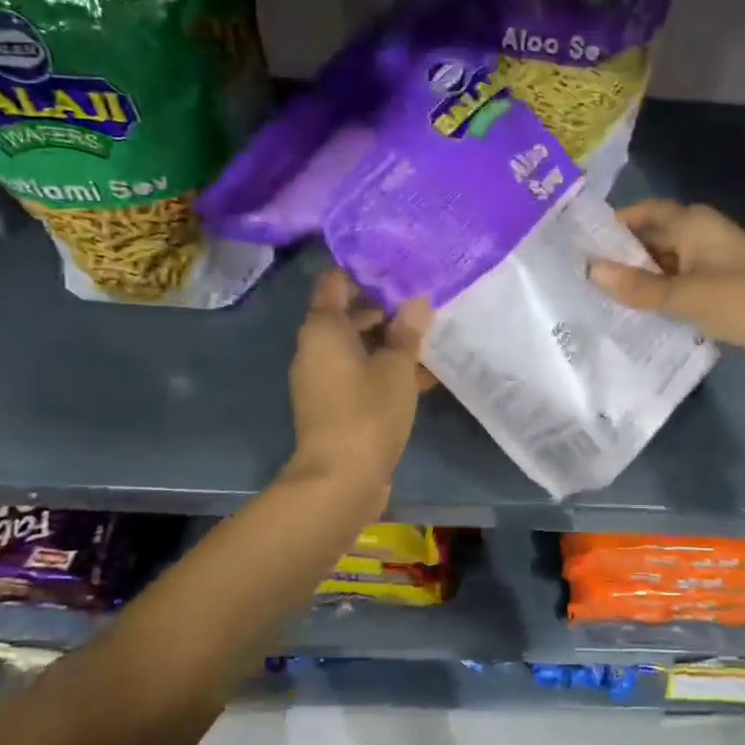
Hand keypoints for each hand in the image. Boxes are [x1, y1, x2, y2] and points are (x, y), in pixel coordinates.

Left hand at [285, 270, 430, 510]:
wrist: (340, 480)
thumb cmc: (367, 412)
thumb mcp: (396, 367)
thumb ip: (407, 331)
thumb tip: (417, 300)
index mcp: (323, 329)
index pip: (335, 281)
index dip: (363, 269)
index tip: (396, 264)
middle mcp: (315, 348)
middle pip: (347, 314)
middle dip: (384, 307)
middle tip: (422, 300)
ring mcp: (322, 378)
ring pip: (357, 346)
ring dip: (388, 341)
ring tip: (429, 335)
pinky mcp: (333, 404)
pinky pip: (359, 373)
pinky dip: (384, 368)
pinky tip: (422, 373)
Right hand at [590, 200, 744, 362]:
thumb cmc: (742, 299)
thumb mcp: (684, 295)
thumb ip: (637, 286)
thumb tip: (590, 270)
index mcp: (693, 223)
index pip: (645, 212)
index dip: (616, 224)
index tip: (584, 242)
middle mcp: (701, 235)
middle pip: (653, 239)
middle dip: (623, 256)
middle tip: (586, 275)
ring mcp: (712, 262)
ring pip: (666, 264)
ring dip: (641, 278)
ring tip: (602, 296)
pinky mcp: (719, 288)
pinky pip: (680, 284)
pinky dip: (660, 294)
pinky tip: (637, 312)